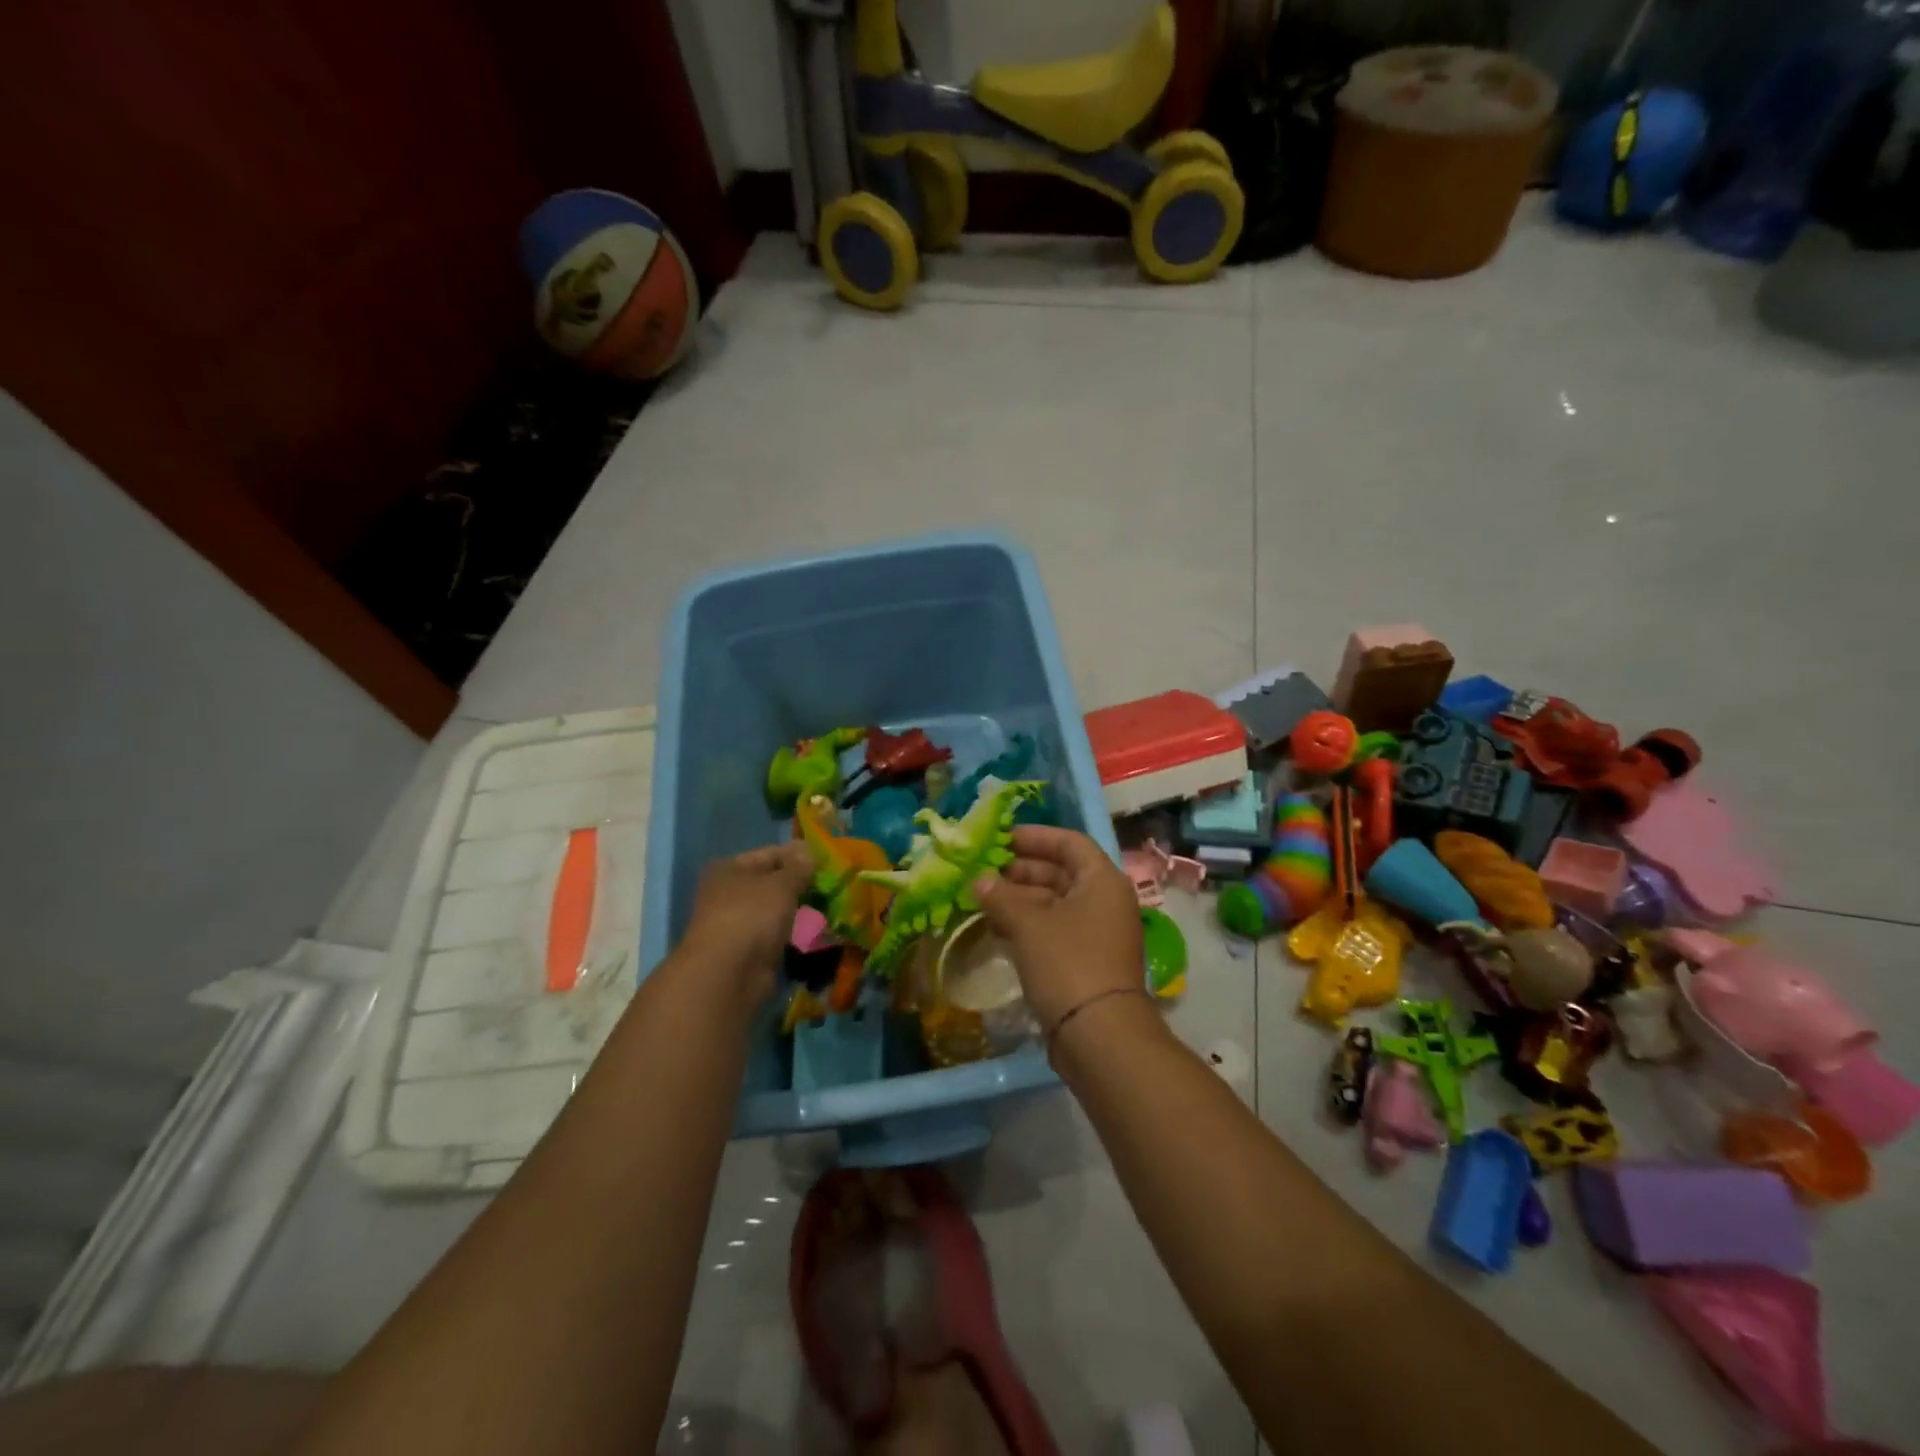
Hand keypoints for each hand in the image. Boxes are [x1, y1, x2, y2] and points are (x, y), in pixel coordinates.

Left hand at [679, 842, 813, 1008]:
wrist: (729, 974)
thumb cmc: (752, 915)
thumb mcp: (782, 883)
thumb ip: (798, 866)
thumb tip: (807, 849)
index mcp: (730, 868)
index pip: (771, 854)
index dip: (799, 856)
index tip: (828, 863)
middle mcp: (728, 892)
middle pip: (772, 882)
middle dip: (800, 886)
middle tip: (831, 888)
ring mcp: (736, 922)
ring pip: (775, 910)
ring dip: (798, 911)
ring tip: (827, 911)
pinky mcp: (746, 950)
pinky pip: (775, 934)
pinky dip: (792, 934)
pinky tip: (814, 934)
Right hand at [972, 826, 1142, 1032]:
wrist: (1099, 1036)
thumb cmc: (1068, 963)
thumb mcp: (1028, 924)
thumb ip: (1001, 895)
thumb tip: (979, 880)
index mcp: (1102, 880)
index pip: (1069, 842)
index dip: (1035, 836)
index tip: (1000, 838)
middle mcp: (1105, 901)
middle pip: (1061, 872)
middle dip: (1020, 870)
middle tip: (983, 871)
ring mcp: (1098, 933)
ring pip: (1055, 903)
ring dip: (1020, 899)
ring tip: (981, 899)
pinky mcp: (1087, 961)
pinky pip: (1055, 929)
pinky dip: (1028, 924)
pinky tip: (997, 928)